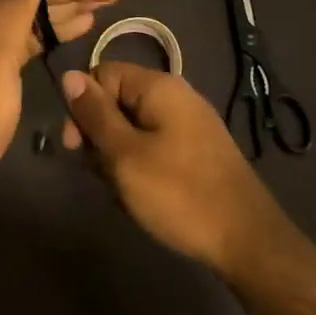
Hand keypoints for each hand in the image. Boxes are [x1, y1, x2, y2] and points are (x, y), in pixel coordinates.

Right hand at [60, 62, 284, 271]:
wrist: (246, 240)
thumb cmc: (178, 194)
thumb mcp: (124, 154)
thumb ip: (94, 114)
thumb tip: (69, 76)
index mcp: (159, 87)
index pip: (102, 74)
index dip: (82, 105)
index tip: (74, 145)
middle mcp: (176, 97)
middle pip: (117, 101)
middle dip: (99, 136)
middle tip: (101, 173)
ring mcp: (190, 125)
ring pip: (132, 128)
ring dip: (117, 157)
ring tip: (123, 192)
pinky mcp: (196, 152)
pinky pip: (154, 147)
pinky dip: (140, 167)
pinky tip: (141, 197)